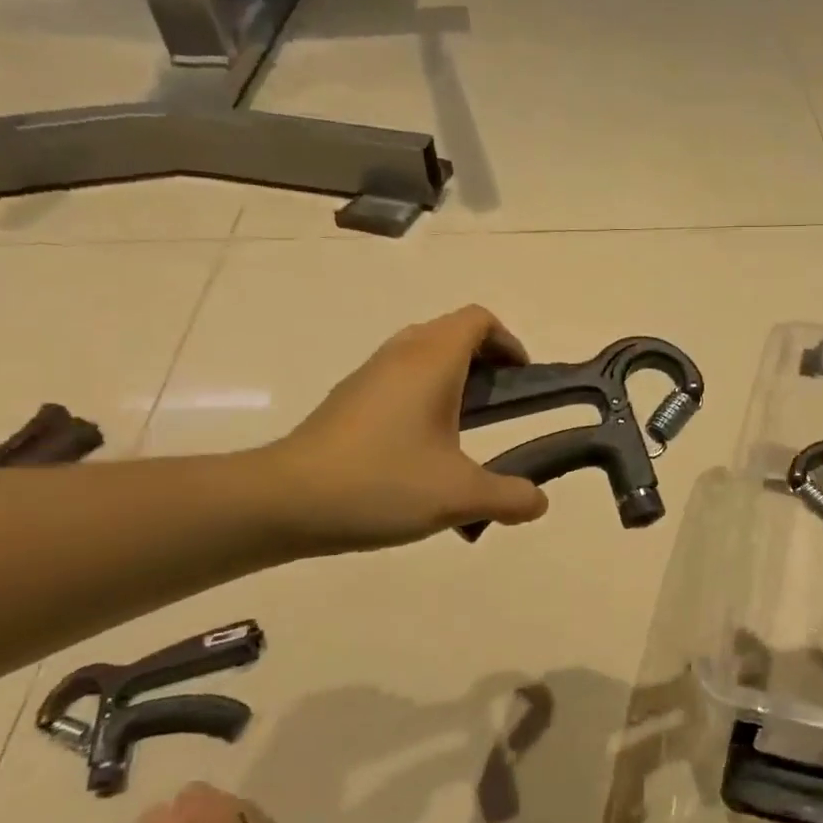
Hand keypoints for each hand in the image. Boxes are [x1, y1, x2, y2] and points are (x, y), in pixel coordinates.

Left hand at [261, 306, 549, 554]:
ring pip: (422, 356)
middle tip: (502, 405)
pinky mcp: (348, 401)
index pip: (478, 320)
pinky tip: (423, 450)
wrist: (283, 502)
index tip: (522, 381)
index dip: (509, 342)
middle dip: (485, 361)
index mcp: (432, 361)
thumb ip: (509, 496)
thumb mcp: (459, 496)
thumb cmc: (380, 484)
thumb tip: (539, 502)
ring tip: (467, 429)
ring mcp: (368, 377)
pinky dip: (423, 398)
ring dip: (452, 380)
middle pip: (451, 333)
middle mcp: (400, 356)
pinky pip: (398, 381)